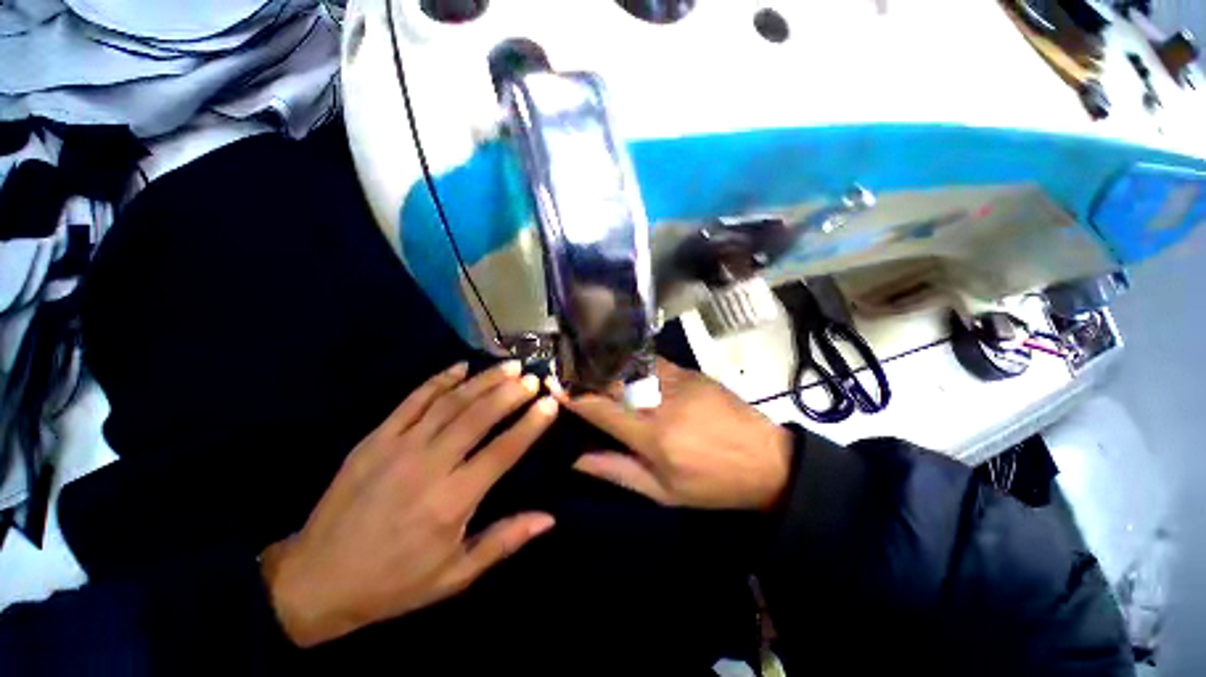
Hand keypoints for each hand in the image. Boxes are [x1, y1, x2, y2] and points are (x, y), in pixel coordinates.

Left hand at [261, 361, 558, 646]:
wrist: (316, 579)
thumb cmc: (395, 582)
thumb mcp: (454, 576)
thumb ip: (503, 541)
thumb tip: (549, 519)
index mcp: (452, 501)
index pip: (503, 451)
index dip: (530, 424)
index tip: (550, 403)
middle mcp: (429, 466)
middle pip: (478, 417)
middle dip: (510, 393)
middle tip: (532, 377)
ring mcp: (398, 447)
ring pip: (450, 403)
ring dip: (483, 380)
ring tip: (509, 366)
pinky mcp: (374, 439)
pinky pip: (412, 401)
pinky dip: (438, 380)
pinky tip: (460, 367)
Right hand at [555, 358, 791, 511]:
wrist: (766, 460)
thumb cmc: (712, 484)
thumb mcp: (663, 492)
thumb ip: (617, 472)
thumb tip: (577, 460)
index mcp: (653, 436)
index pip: (602, 409)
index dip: (574, 397)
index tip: (554, 386)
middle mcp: (662, 402)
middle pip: (613, 380)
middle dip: (586, 375)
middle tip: (568, 372)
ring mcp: (678, 381)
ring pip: (631, 366)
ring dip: (607, 365)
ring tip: (589, 365)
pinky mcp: (691, 372)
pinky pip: (652, 363)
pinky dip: (632, 364)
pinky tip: (624, 366)